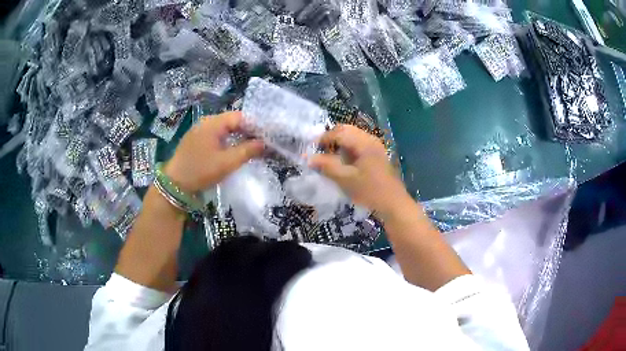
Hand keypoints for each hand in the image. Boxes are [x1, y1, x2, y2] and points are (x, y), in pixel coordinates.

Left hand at [164, 111, 263, 192]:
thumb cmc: (201, 171)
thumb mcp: (227, 162)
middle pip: (231, 121)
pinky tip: (231, 150)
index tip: (266, 136)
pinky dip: (226, 140)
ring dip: (236, 136)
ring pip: (223, 129)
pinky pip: (215, 135)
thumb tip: (264, 143)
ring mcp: (198, 131)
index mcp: (213, 123)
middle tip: (260, 142)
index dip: (254, 125)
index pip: (239, 117)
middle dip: (247, 131)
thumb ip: (247, 150)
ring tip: (249, 147)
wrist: (174, 185)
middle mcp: (205, 122)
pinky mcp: (195, 141)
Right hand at [309, 124, 410, 216]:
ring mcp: (375, 146)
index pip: (339, 132)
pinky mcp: (376, 155)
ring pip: (352, 137)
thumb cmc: (369, 191)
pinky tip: (342, 161)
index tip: (311, 149)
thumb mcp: (345, 179)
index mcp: (364, 142)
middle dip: (331, 138)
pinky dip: (347, 149)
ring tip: (328, 157)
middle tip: (319, 151)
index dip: (323, 138)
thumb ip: (326, 166)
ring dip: (338, 143)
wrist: (393, 203)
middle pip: (346, 130)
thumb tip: (308, 158)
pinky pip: (358, 145)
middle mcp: (370, 139)